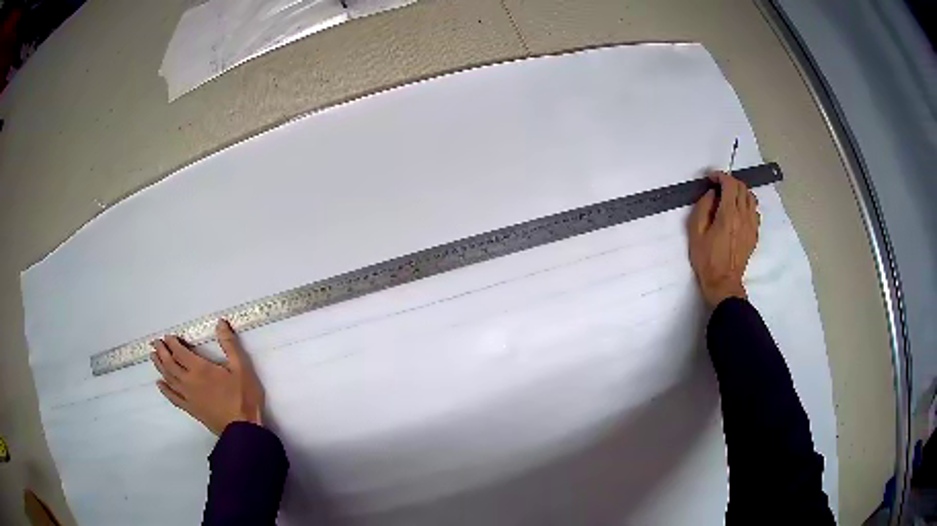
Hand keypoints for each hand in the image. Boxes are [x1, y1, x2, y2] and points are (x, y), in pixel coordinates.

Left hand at [151, 320, 264, 435]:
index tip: (167, 336)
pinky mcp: (191, 409)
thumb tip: (220, 322)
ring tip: (153, 357)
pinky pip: (173, 398)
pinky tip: (160, 384)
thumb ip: (229, 344)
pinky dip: (165, 390)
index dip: (172, 343)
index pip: (179, 352)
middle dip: (162, 352)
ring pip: (169, 378)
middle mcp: (189, 380)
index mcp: (200, 368)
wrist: (243, 428)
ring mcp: (188, 396)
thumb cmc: (243, 396)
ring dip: (160, 366)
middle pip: (170, 364)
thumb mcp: (241, 367)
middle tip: (155, 343)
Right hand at [688, 171, 759, 307]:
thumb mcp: (695, 232)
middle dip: (730, 182)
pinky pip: (755, 211)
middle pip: (742, 187)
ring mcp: (752, 225)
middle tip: (718, 186)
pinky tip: (738, 212)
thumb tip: (712, 194)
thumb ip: (703, 208)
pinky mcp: (754, 234)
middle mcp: (743, 216)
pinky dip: (747, 205)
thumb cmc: (706, 259)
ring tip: (730, 197)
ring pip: (751, 198)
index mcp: (728, 214)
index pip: (729, 184)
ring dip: (740, 192)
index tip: (711, 178)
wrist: (723, 283)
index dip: (720, 176)